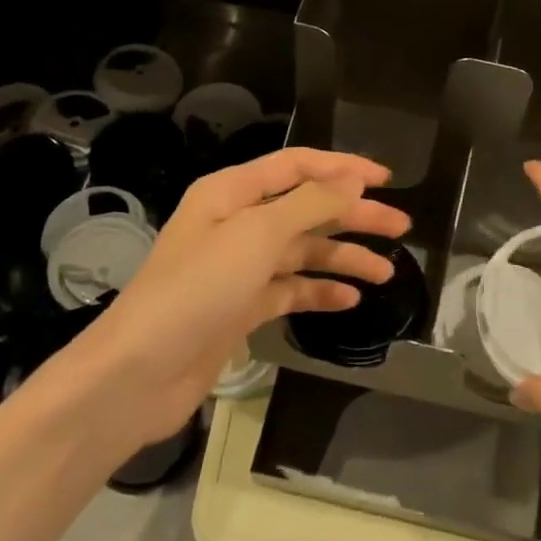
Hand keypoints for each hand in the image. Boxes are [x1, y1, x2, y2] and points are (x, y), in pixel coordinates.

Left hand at [80, 148, 409, 444]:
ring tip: (386, 273)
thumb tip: (354, 181)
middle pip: (307, 208)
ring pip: (303, 251)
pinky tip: (348, 300)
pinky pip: (290, 290)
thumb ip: (311, 204)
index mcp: (233, 193)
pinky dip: (318, 292)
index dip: (343, 168)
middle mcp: (237, 223)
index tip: (387, 180)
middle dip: (354, 216)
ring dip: (343, 258)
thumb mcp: (258, 235)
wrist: (139, 374)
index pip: (298, 166)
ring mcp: (239, 268)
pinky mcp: (242, 307)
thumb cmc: (198, 289)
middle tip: (401, 228)